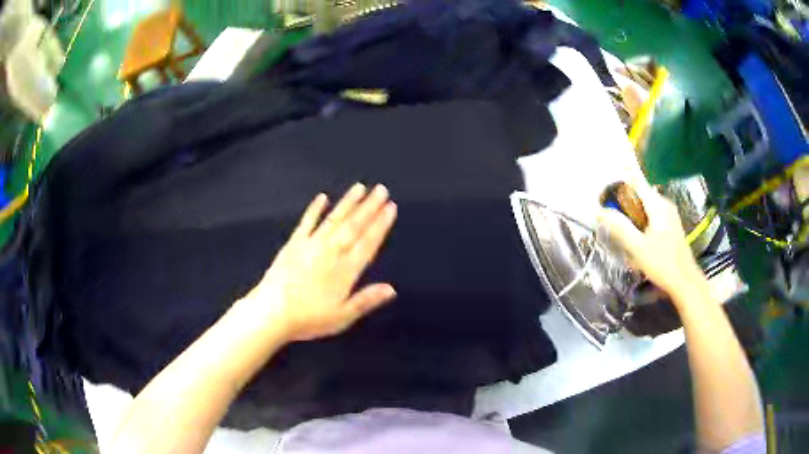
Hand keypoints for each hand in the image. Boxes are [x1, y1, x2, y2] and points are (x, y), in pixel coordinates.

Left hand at [240, 183, 397, 341]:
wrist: (272, 312)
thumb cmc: (309, 319)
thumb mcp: (342, 316)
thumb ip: (366, 300)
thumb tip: (392, 289)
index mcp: (346, 270)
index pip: (368, 242)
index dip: (381, 225)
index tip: (391, 207)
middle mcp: (332, 252)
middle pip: (354, 226)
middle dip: (369, 207)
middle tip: (381, 189)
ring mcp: (311, 245)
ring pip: (334, 219)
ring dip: (348, 203)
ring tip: (360, 187)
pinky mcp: (294, 243)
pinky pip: (307, 222)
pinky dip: (315, 209)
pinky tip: (322, 197)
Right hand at [597, 180, 705, 298]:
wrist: (685, 281)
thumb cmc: (662, 263)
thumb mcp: (637, 248)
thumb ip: (620, 227)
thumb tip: (601, 212)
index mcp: (658, 204)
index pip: (635, 183)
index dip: (618, 188)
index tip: (606, 200)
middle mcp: (665, 204)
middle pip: (640, 195)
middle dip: (625, 206)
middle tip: (614, 225)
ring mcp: (670, 214)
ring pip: (646, 207)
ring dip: (634, 217)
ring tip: (626, 237)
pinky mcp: (672, 225)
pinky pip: (653, 216)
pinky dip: (643, 223)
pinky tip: (640, 242)